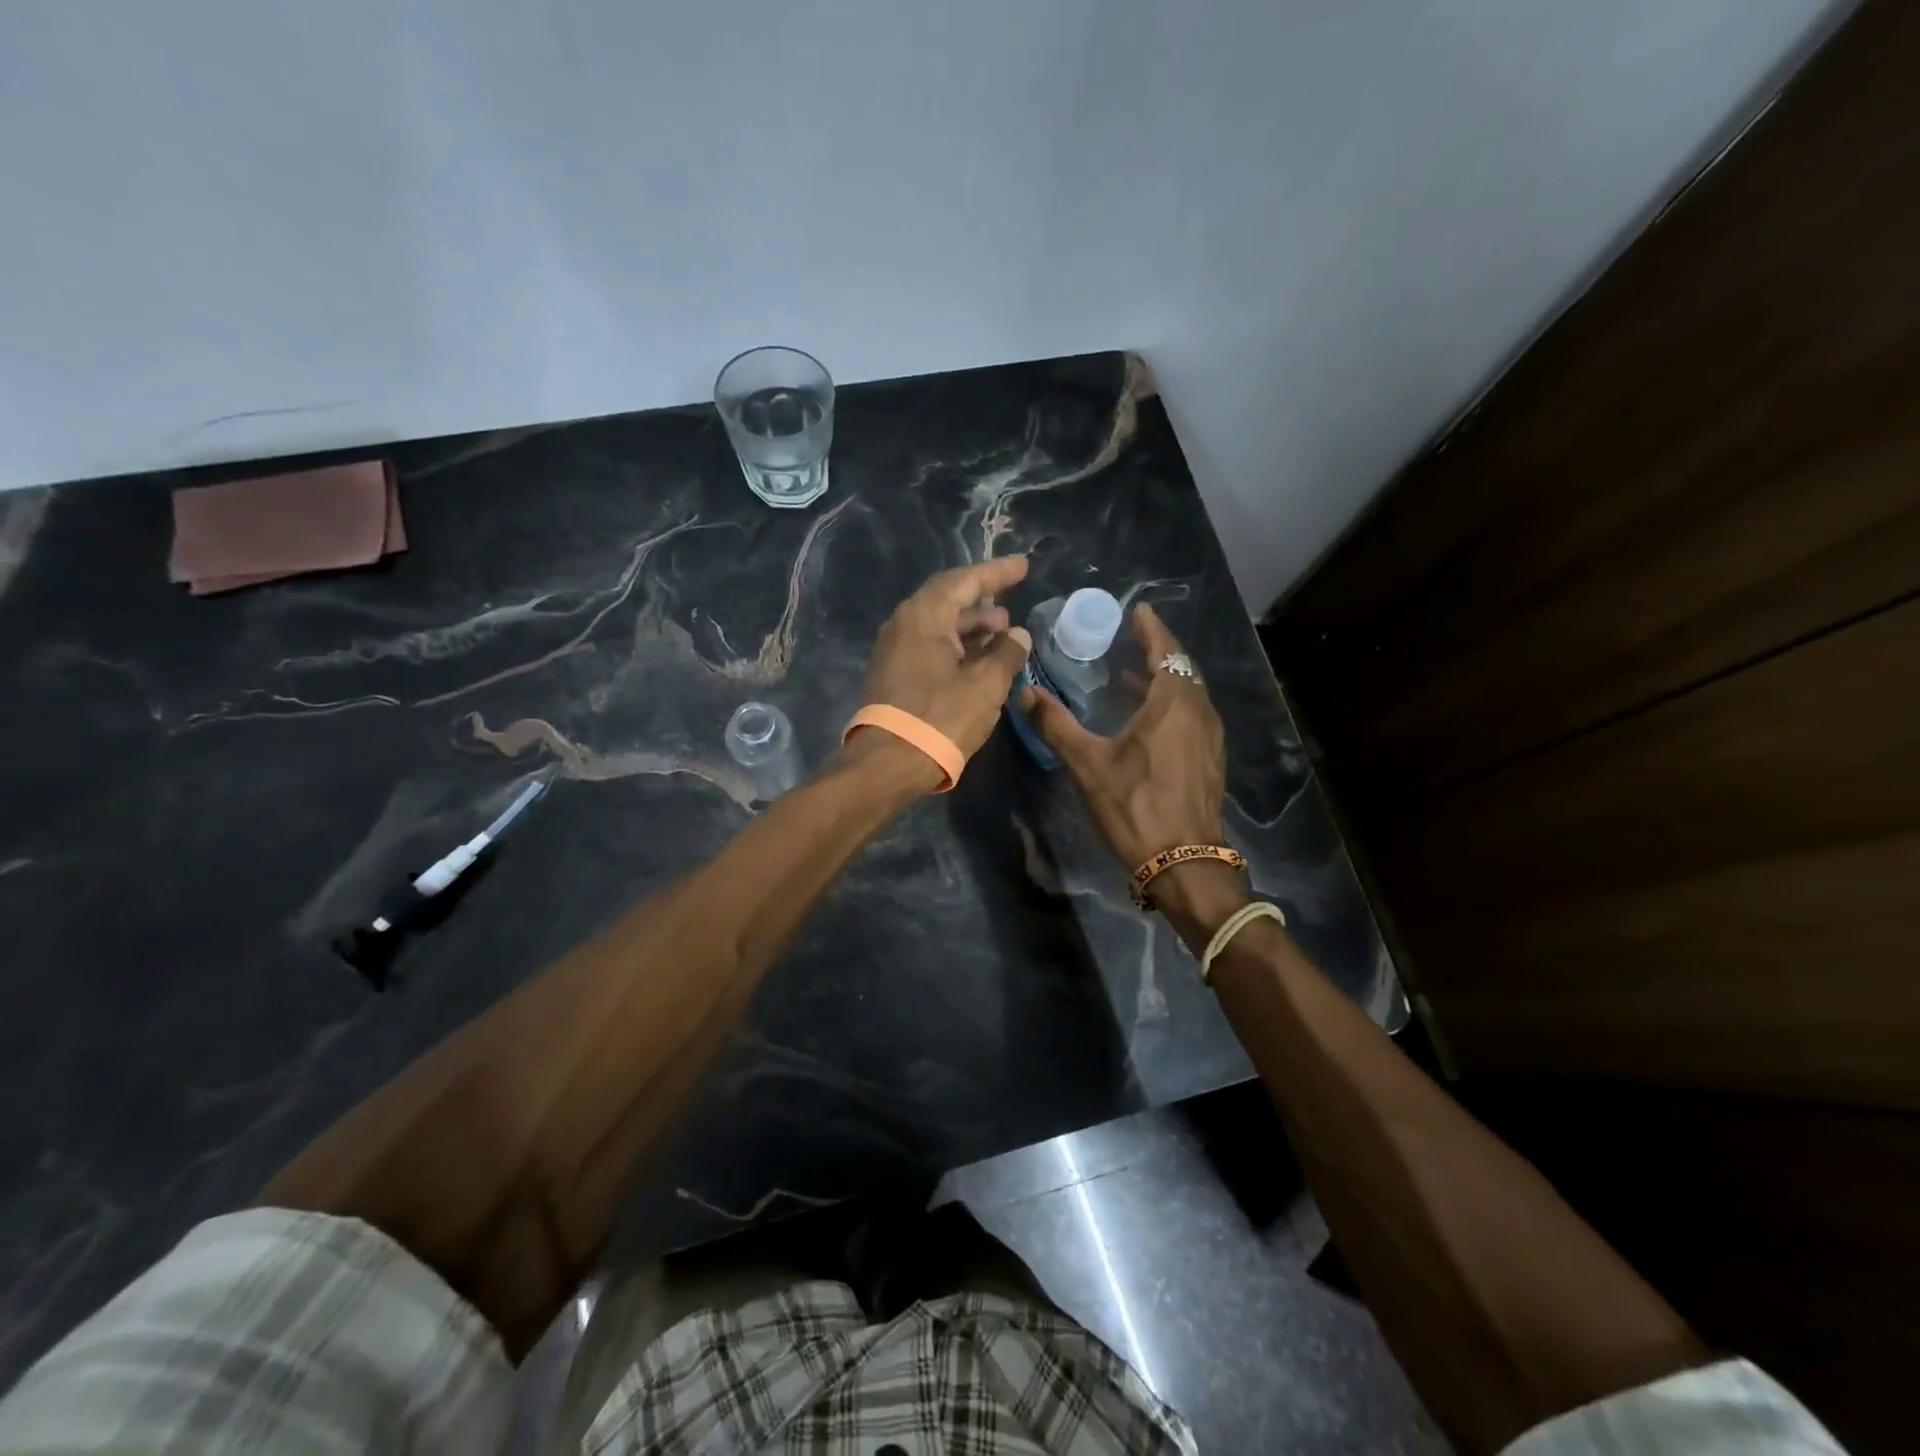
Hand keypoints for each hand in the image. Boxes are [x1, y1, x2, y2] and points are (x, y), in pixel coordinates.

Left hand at [851, 556, 1033, 789]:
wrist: (889, 763)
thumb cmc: (941, 718)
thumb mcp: (986, 685)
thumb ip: (1006, 653)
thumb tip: (1017, 635)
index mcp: (924, 616)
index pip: (964, 581)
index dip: (996, 573)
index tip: (1022, 566)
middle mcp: (903, 624)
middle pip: (947, 599)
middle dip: (982, 600)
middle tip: (1011, 604)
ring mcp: (894, 650)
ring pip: (938, 625)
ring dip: (971, 626)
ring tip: (1002, 633)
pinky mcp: (893, 674)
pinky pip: (929, 646)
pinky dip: (956, 646)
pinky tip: (978, 659)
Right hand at [1023, 604, 1246, 938]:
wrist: (1185, 862)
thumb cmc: (1135, 806)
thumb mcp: (1087, 763)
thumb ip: (1056, 724)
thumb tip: (1025, 691)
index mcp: (1173, 702)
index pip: (1165, 649)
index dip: (1150, 628)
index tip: (1137, 610)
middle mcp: (1198, 710)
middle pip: (1180, 667)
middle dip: (1156, 650)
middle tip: (1128, 639)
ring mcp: (1209, 736)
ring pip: (1187, 692)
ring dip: (1162, 678)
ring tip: (1130, 674)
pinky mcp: (1209, 758)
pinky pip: (1191, 714)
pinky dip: (1170, 703)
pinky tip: (1146, 718)